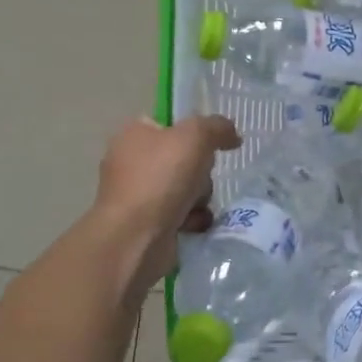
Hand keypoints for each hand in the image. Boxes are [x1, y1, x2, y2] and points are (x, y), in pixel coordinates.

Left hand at [94, 115, 240, 292]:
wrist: (136, 237)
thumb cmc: (161, 177)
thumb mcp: (196, 136)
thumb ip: (217, 127)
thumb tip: (231, 135)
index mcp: (134, 135)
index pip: (169, 125)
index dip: (193, 133)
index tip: (209, 145)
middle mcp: (131, 162)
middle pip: (183, 159)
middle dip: (200, 172)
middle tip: (200, 179)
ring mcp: (136, 195)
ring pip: (186, 188)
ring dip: (199, 197)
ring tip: (196, 206)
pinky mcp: (144, 224)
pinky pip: (181, 214)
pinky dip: (192, 219)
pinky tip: (192, 224)